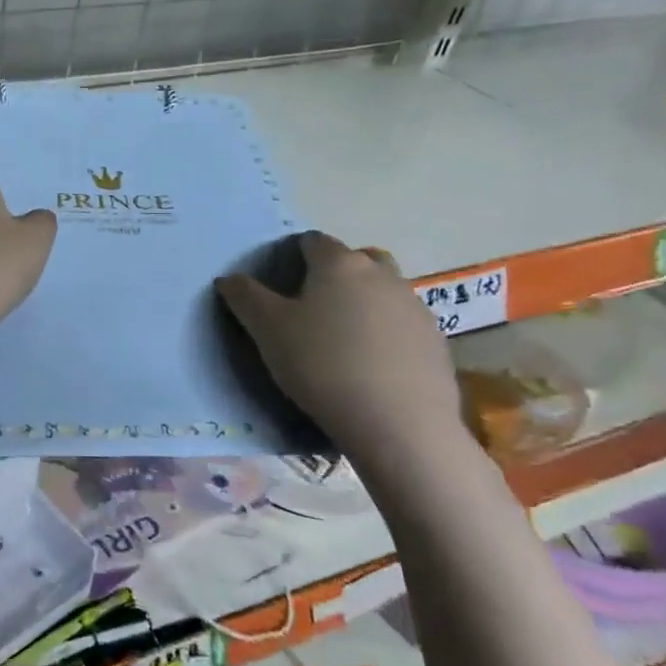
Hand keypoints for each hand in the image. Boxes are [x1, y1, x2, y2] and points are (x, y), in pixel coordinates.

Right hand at [215, 232, 461, 469]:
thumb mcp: (268, 330)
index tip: (279, 283)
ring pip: (383, 290)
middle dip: (335, 272)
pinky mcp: (435, 341)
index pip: (312, 241)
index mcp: (339, 263)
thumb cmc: (323, 364)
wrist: (399, 424)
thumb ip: (245, 297)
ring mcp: (414, 307)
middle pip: (356, 258)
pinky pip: (402, 323)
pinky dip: (385, 332)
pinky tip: (371, 364)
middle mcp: (381, 275)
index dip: (292, 256)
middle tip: (313, 306)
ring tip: (342, 338)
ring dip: (363, 302)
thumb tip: (230, 278)